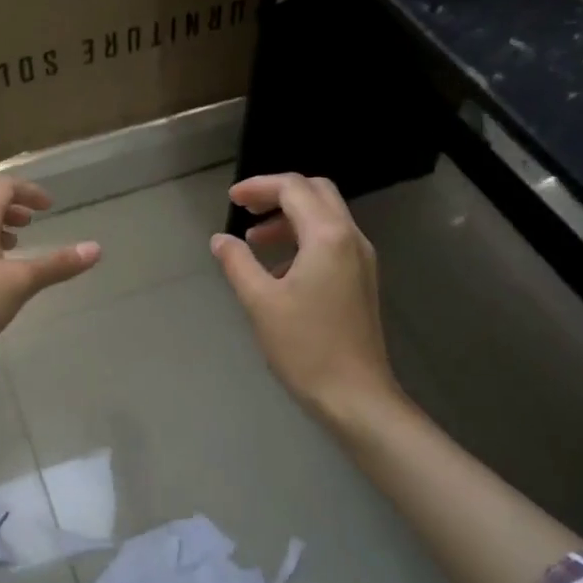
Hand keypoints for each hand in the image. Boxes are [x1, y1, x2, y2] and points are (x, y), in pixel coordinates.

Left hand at [0, 177, 100, 379]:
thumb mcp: (19, 283)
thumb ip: (56, 265)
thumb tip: (96, 248)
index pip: (3, 187)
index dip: (28, 191)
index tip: (50, 206)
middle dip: (13, 205)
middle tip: (35, 218)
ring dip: (0, 225)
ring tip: (20, 242)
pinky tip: (0, 272)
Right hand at [210, 174, 400, 430]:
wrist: (356, 396)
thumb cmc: (305, 347)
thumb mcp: (260, 302)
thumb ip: (237, 262)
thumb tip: (220, 240)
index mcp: (328, 236)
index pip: (293, 188)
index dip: (259, 186)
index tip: (231, 200)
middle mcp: (351, 238)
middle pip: (316, 193)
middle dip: (278, 194)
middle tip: (246, 210)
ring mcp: (362, 259)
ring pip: (326, 216)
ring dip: (290, 218)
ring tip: (255, 241)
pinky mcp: (362, 280)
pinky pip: (332, 241)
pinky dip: (304, 239)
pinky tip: (279, 270)